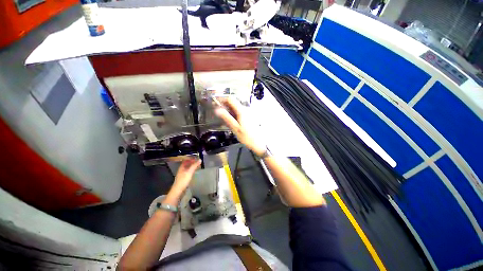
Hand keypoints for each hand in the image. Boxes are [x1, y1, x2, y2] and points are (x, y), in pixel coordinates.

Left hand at [171, 158, 201, 193]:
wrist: (178, 190)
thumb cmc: (183, 180)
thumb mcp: (190, 172)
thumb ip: (194, 165)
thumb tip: (200, 159)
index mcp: (182, 167)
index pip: (186, 160)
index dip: (191, 158)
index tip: (197, 157)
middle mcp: (181, 169)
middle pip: (187, 163)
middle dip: (192, 161)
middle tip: (198, 161)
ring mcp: (182, 174)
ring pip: (188, 167)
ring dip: (192, 166)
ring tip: (198, 165)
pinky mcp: (184, 178)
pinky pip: (189, 171)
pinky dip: (192, 170)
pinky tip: (195, 171)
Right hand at [214, 97, 265, 155]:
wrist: (259, 143)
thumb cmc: (247, 137)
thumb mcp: (235, 128)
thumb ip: (226, 118)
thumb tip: (217, 110)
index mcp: (242, 111)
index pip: (230, 99)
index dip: (222, 99)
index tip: (216, 103)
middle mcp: (246, 109)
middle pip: (233, 102)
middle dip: (225, 105)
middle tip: (219, 113)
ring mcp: (249, 112)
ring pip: (236, 107)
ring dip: (229, 110)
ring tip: (225, 118)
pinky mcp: (250, 116)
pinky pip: (240, 112)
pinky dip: (234, 114)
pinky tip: (233, 121)